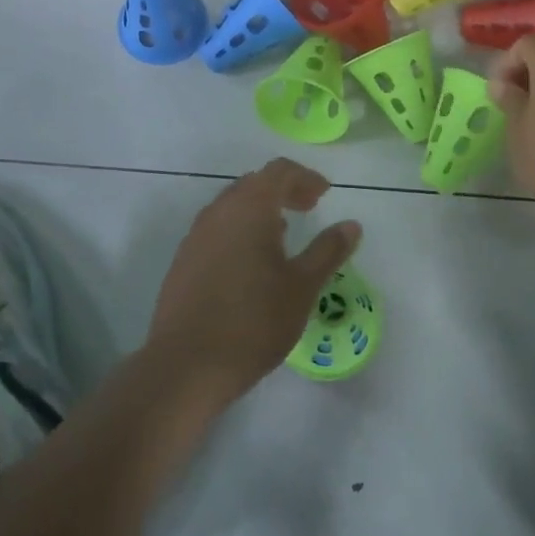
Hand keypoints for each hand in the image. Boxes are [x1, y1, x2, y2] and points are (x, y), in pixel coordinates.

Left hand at [147, 159, 362, 405]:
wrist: (187, 364)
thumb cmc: (254, 321)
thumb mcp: (302, 286)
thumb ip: (328, 250)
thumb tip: (351, 225)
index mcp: (248, 208)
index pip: (278, 171)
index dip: (305, 177)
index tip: (325, 194)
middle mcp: (218, 212)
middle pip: (253, 184)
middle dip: (283, 190)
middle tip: (309, 208)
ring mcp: (195, 236)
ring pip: (232, 207)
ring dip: (259, 211)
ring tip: (282, 235)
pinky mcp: (183, 261)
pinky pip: (216, 230)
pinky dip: (239, 231)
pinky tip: (251, 263)